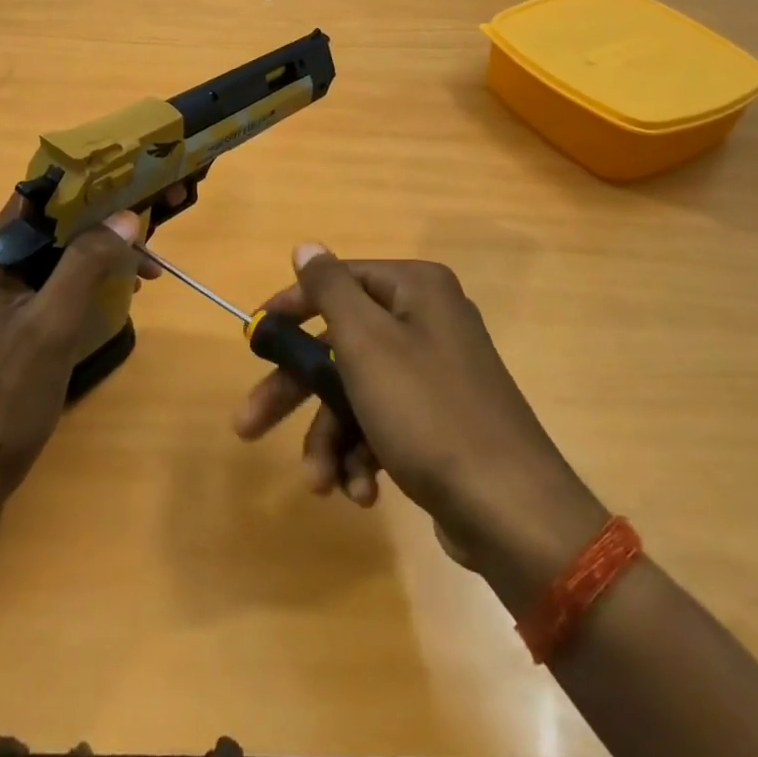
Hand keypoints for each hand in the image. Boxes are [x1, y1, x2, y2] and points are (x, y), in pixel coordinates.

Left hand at [0, 196, 141, 547]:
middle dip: (109, 218)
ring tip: (150, 267)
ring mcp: (9, 290)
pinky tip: (127, 291)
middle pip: (59, 220)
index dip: (91, 180)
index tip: (136, 179)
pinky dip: (96, 278)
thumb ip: (86, 264)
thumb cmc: (3, 394)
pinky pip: (64, 280)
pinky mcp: (22, 317)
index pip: (43, 194)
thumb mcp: (51, 325)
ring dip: (107, 250)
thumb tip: (126, 217)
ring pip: (66, 250)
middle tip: (156, 221)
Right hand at [235, 246, 607, 605]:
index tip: (255, 337)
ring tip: (320, 482)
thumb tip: (307, 245)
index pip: (339, 282)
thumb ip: (330, 289)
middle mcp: (428, 322)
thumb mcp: (367, 343)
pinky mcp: (440, 422)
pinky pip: (385, 424)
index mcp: (416, 290)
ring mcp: (436, 375)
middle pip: (342, 345)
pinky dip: (364, 457)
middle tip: (248, 425)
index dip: (292, 308)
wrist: (510, 510)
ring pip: (358, 393)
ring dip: (331, 438)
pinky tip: (361, 493)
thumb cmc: (428, 412)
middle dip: (297, 392)